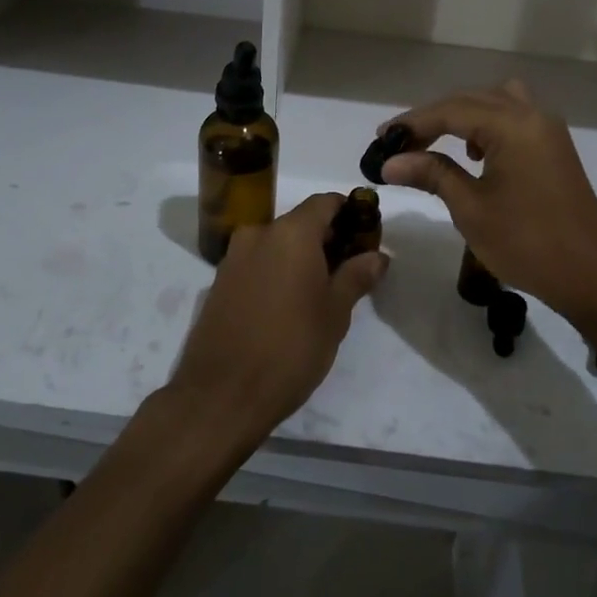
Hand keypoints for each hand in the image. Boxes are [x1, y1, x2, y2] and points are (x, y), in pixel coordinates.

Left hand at [167, 193, 387, 445]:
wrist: (221, 395)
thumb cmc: (290, 348)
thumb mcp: (335, 314)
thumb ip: (357, 276)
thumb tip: (377, 255)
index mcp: (291, 233)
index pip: (325, 202)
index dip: (350, 212)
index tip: (366, 235)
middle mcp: (258, 234)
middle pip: (300, 222)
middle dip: (327, 238)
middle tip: (351, 269)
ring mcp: (234, 258)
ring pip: (277, 244)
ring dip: (300, 257)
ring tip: (321, 292)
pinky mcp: (219, 283)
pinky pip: (257, 264)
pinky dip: (277, 271)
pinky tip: (288, 305)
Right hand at [379, 80, 596, 320]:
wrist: (593, 276)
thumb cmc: (527, 243)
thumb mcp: (471, 208)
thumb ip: (432, 174)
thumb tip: (390, 162)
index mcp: (512, 126)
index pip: (451, 110)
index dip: (412, 123)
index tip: (380, 139)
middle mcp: (532, 116)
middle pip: (472, 100)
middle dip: (433, 118)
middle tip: (398, 144)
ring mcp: (548, 131)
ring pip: (496, 103)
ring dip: (463, 116)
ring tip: (436, 143)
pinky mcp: (554, 149)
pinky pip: (514, 119)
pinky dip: (488, 126)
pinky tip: (475, 156)